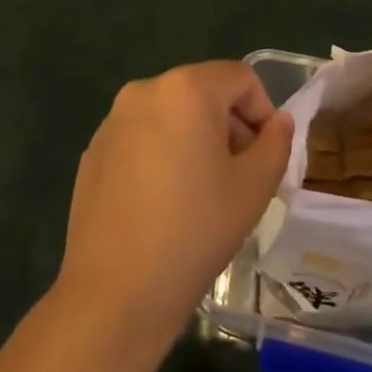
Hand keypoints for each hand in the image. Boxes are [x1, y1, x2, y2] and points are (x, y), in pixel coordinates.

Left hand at [57, 61, 291, 343]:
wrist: (114, 292)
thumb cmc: (194, 231)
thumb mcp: (253, 188)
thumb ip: (276, 143)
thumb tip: (278, 123)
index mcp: (186, 89)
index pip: (241, 78)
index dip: (263, 112)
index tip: (265, 157)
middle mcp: (144, 91)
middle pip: (204, 92)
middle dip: (230, 125)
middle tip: (240, 176)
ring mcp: (113, 121)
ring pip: (172, 114)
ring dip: (196, 139)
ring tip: (202, 192)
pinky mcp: (94, 151)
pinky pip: (142, 137)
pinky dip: (163, 154)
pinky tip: (164, 204)